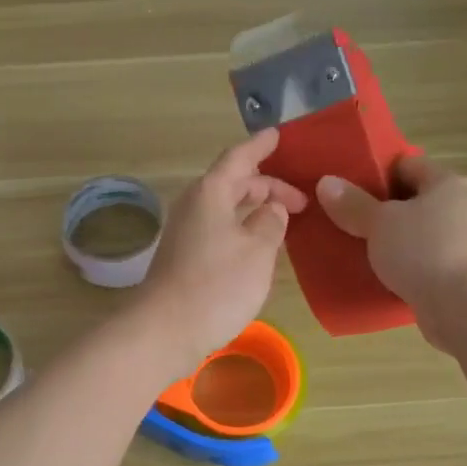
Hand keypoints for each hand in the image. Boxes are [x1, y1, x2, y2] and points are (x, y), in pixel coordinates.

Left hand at [137, 129, 307, 370]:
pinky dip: (242, 229)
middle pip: (234, 183)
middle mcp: (195, 206)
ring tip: (284, 219)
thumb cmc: (216, 285)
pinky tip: (260, 246)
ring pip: (226, 208)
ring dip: (255, 210)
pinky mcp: (185, 257)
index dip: (261, 146)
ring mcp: (186, 232)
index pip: (239, 157)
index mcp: (211, 193)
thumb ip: (271, 222)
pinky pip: (220, 229)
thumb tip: (271, 208)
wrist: (164, 330)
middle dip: (268, 186)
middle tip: (301, 201)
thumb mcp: (257, 250)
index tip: (279, 135)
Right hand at [316, 155, 466, 350]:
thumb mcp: (380, 223)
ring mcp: (466, 244)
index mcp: (447, 183)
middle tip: (348, 220)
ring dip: (395, 242)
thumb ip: (352, 204)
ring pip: (420, 234)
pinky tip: (383, 278)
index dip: (377, 172)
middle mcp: (462, 208)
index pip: (407, 165)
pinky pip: (427, 264)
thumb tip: (326, 182)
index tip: (348, 187)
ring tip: (360, 251)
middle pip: (415, 200)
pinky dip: (407, 268)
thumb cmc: (425, 251)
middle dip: (383, 210)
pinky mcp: (463, 276)